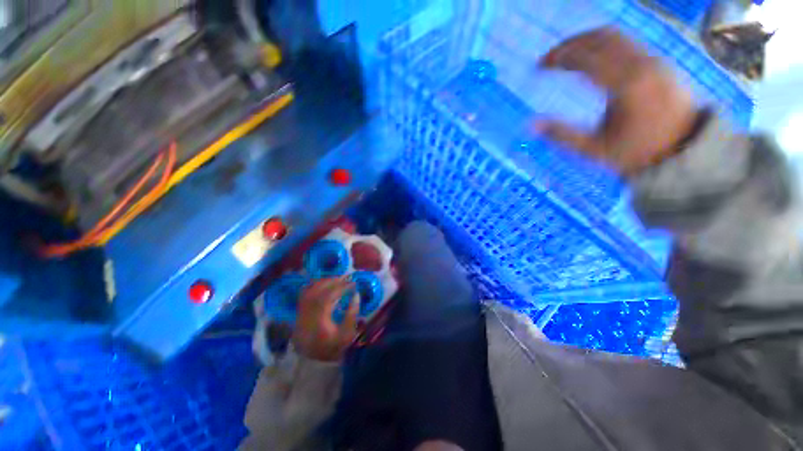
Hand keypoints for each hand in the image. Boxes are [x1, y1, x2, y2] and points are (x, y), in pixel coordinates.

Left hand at [293, 277, 359, 361]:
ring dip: (323, 282)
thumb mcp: (347, 334)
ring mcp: (300, 314)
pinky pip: (304, 295)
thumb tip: (356, 295)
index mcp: (318, 320)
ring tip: (336, 279)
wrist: (315, 363)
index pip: (328, 297)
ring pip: (309, 291)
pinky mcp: (299, 314)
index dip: (341, 287)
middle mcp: (307, 315)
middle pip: (317, 291)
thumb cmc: (334, 348)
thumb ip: (352, 313)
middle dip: (332, 281)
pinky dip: (313, 287)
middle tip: (345, 278)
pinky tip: (322, 285)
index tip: (353, 283)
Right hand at [538, 28, 697, 175]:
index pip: (586, 58)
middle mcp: (642, 65)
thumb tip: (531, 125)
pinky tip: (592, 60)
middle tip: (550, 57)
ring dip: (587, 41)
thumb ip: (561, 134)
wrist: (682, 151)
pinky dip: (604, 46)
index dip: (558, 58)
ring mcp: (654, 61)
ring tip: (567, 55)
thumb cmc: (635, 153)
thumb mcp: (593, 149)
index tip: (539, 66)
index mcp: (625, 86)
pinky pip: (627, 43)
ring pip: (616, 36)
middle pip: (601, 37)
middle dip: (570, 43)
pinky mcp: (659, 63)